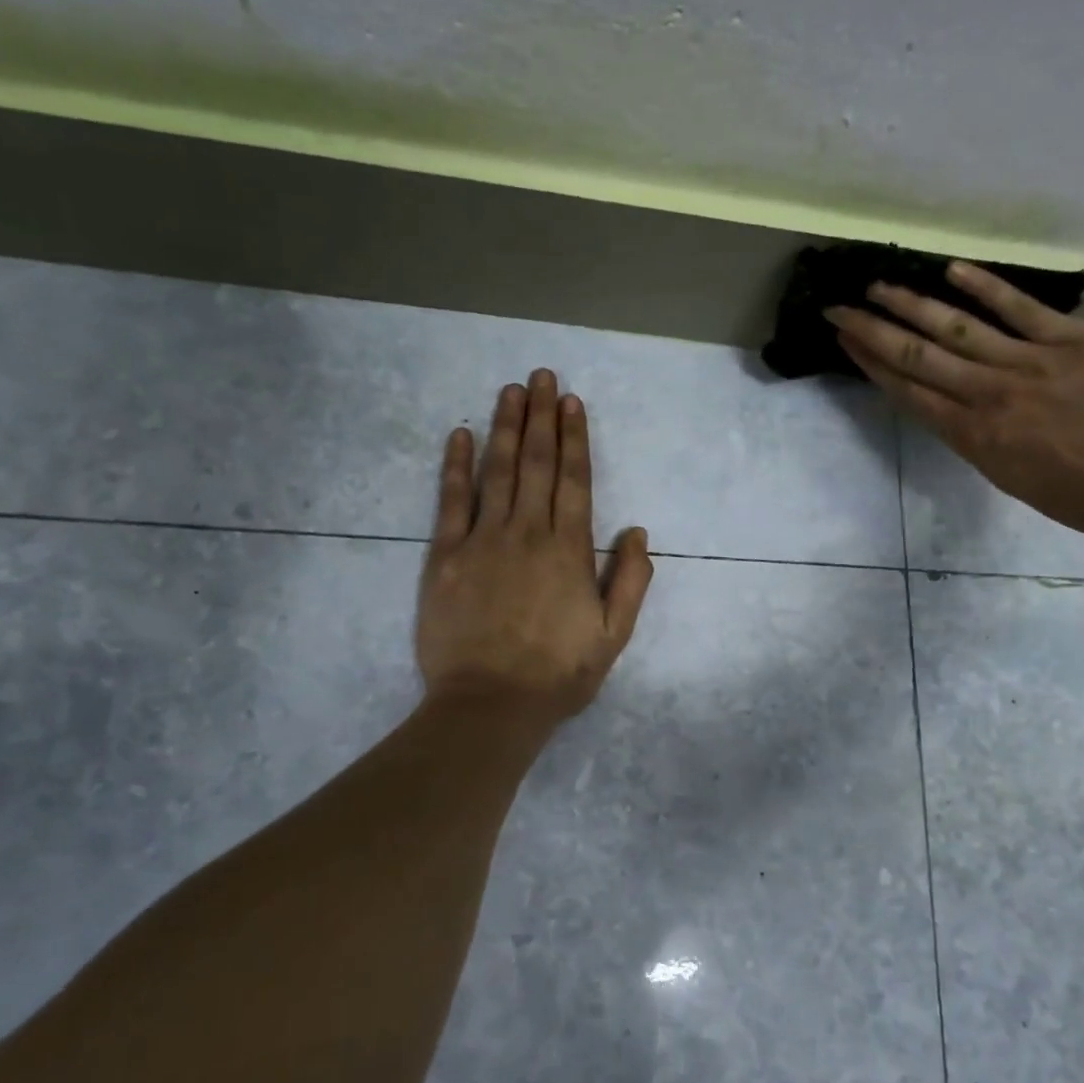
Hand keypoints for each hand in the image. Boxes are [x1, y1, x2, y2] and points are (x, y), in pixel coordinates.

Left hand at [417, 369, 654, 726]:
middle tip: (541, 376)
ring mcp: (483, 541)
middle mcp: (528, 534)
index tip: (571, 402)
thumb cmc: (556, 675)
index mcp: (569, 551)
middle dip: (540, 417)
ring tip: (510, 390)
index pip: (574, 480)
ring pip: (497, 472)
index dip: (573, 438)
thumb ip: (630, 582)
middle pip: (535, 464)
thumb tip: (638, 531)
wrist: (489, 706)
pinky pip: (451, 502)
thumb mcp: (612, 637)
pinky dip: (456, 466)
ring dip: (504, 427)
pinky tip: (460, 434)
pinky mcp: (445, 557)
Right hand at [828, 261, 1083, 539]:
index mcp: (969, 435)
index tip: (844, 339)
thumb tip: (949, 403)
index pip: (907, 390)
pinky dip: (985, 287)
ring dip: (912, 304)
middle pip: (918, 356)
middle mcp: (987, 395)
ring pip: (958, 328)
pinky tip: (951, 270)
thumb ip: (971, 435)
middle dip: (872, 330)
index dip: (870, 362)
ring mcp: (1029, 363)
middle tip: (839, 305)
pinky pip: (1021, 308)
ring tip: (879, 285)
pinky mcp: (1072, 340)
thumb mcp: (1004, 475)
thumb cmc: (1074, 493)